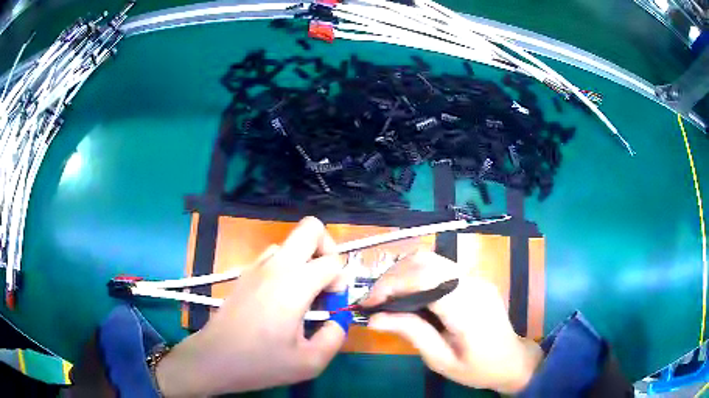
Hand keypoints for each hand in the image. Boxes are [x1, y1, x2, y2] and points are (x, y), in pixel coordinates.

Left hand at [156, 217, 347, 396]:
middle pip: (310, 228)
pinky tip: (282, 299)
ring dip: (306, 261)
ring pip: (291, 243)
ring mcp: (257, 266)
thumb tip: (337, 320)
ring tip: (303, 295)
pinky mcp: (245, 274)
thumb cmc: (261, 363)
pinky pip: (274, 256)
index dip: (341, 281)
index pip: (332, 261)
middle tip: (326, 282)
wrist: (215, 358)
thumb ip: (335, 337)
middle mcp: (276, 266)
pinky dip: (288, 267)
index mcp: (294, 284)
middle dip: (328, 249)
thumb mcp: (310, 362)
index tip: (332, 305)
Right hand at [361, 251, 542, 393]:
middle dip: (392, 277)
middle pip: (425, 261)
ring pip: (430, 259)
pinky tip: (406, 296)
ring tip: (385, 297)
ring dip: (402, 273)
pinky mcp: (473, 278)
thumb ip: (411, 334)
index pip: (424, 279)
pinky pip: (439, 268)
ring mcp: (475, 277)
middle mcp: (472, 283)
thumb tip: (374, 319)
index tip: (368, 304)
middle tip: (373, 301)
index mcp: (467, 307)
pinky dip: (415, 276)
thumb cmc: (478, 368)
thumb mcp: (441, 360)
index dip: (391, 285)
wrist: (512, 360)